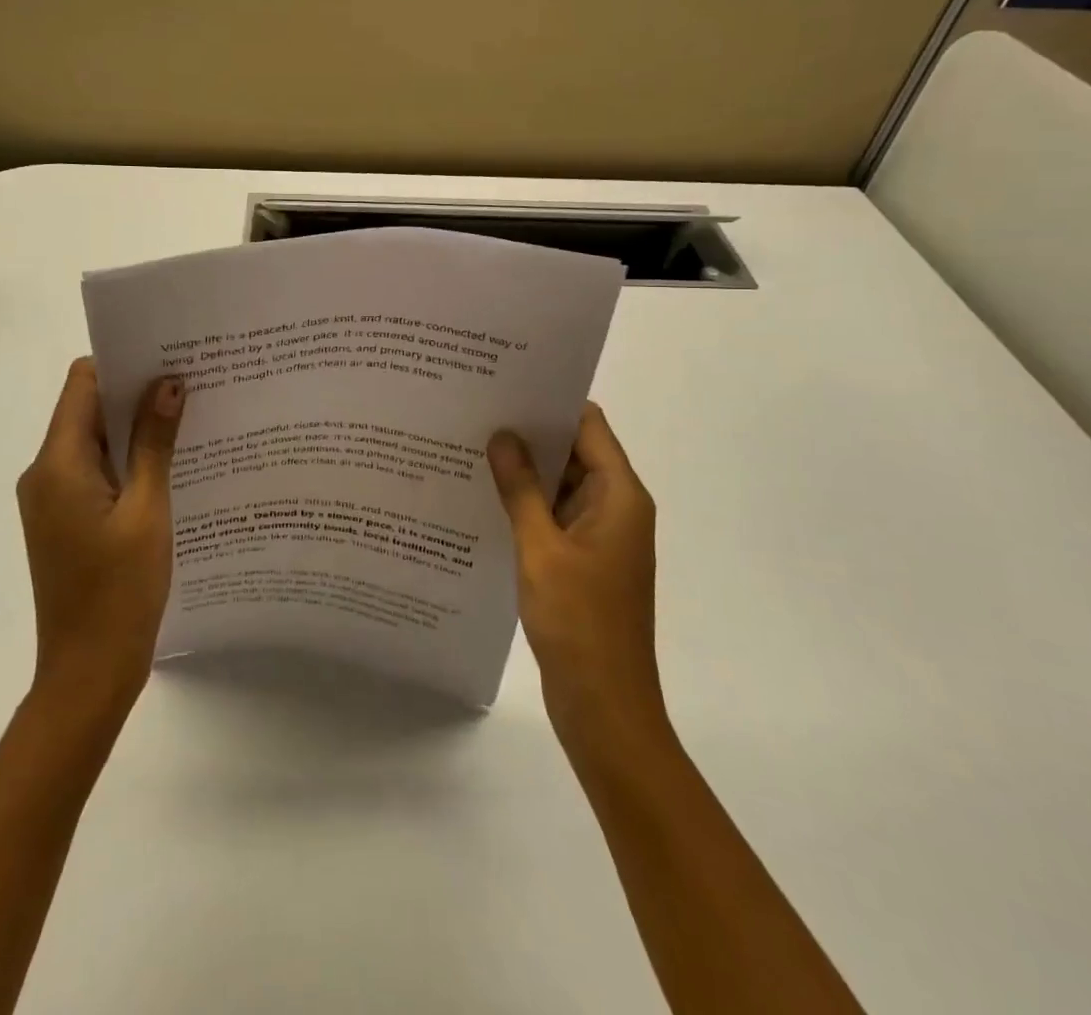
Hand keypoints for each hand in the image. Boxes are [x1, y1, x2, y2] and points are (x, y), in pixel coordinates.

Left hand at [15, 358, 185, 722]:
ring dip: (135, 428)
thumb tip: (168, 383)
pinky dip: (128, 459)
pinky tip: (171, 463)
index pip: (82, 383)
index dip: (122, 363)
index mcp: (58, 464)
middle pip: (88, 409)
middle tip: (192, 382)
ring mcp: (53, 498)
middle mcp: (45, 472)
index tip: (168, 355)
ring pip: (95, 441)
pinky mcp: (66, 519)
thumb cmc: (119, 591)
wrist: (87, 675)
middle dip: (136, 393)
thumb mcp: (147, 511)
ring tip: (190, 417)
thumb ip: (155, 443)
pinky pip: (96, 471)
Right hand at [489, 404, 669, 761]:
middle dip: (530, 433)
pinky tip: (483, 496)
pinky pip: (553, 517)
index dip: (551, 402)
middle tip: (476, 411)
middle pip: (574, 452)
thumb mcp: (541, 549)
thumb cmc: (580, 623)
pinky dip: (525, 504)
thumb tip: (503, 435)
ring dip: (524, 471)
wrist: (604, 707)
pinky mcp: (582, 562)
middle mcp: (615, 508)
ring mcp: (599, 537)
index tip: (506, 384)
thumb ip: (521, 489)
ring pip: (560, 486)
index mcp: (619, 496)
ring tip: (471, 445)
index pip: (588, 426)